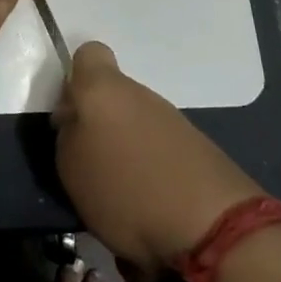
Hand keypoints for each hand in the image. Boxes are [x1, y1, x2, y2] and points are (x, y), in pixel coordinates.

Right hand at [52, 41, 263, 277]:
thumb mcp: (71, 169)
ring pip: (136, 120)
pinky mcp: (197, 145)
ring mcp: (171, 118)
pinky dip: (152, 166)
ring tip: (121, 190)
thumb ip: (67, 135)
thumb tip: (75, 121)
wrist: (214, 227)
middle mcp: (139, 92)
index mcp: (102, 89)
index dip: (76, 79)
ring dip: (126, 146)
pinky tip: (151, 200)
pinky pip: (160, 146)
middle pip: (111, 94)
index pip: (88, 54)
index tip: (71, 114)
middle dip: (99, 121)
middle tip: (90, 162)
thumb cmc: (127, 191)